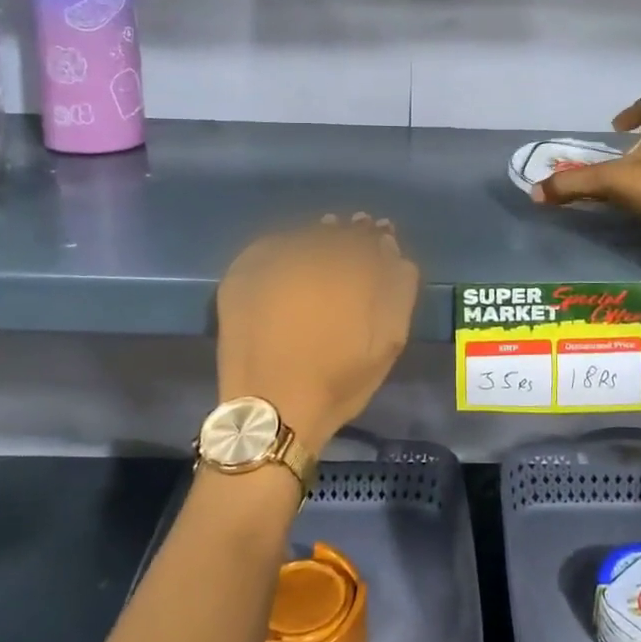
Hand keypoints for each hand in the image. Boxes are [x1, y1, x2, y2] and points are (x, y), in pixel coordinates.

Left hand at [216, 215, 419, 453]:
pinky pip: (269, 246)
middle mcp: (309, 255)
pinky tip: (290, 258)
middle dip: (348, 232)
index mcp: (349, 268)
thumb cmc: (339, 380)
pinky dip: (284, 246)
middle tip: (353, 236)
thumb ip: (398, 287)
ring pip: (302, 236)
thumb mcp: (389, 339)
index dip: (376, 235)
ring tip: (322, 247)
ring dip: (316, 237)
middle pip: (335, 231)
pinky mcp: (241, 274)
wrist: (271, 410)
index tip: (379, 235)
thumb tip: (391, 249)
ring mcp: (271, 262)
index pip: (369, 236)